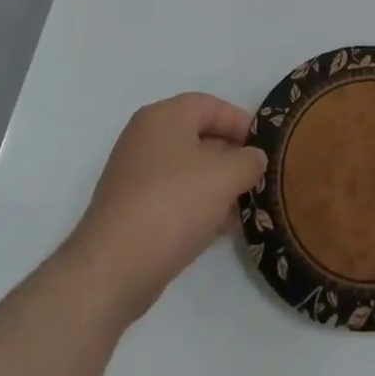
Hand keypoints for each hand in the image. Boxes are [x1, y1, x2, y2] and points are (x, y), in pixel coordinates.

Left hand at [61, 92, 266, 326]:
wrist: (111, 270)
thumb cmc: (173, 205)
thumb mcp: (225, 176)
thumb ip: (249, 161)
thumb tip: (254, 159)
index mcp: (164, 117)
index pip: (210, 105)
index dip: (240, 121)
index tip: (263, 145)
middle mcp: (145, 139)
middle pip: (199, 136)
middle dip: (231, 156)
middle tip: (257, 175)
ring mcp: (134, 176)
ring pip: (187, 170)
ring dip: (217, 184)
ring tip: (245, 204)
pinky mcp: (131, 210)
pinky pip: (173, 196)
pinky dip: (198, 205)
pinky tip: (221, 227)